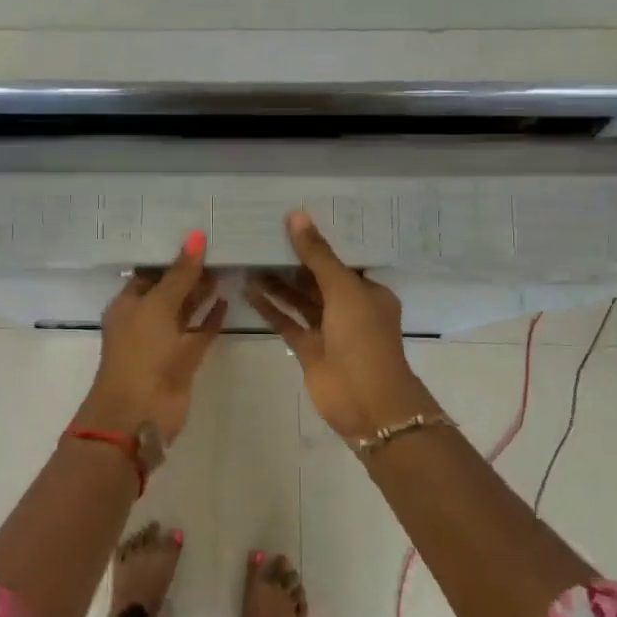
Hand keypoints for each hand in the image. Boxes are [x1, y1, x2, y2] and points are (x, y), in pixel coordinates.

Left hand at [77, 232, 226, 443]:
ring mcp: (164, 341)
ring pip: (185, 311)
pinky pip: (199, 332)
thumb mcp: (158, 306)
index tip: (197, 236)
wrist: (140, 412)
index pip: (150, 272)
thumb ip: (180, 273)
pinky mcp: (183, 359)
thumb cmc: (141, 352)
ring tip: (227, 267)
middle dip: (190, 272)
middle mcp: (144, 320)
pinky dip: (211, 318)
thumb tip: (197, 235)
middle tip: (219, 247)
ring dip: (202, 293)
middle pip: (169, 289)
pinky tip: (227, 299)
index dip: (170, 256)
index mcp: (128, 304)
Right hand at [245, 211, 436, 443]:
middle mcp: (349, 308)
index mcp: (368, 291)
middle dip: (293, 261)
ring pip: (299, 299)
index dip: (317, 242)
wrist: (366, 401)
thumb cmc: (363, 338)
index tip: (290, 221)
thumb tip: (296, 216)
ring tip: (250, 260)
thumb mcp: (343, 289)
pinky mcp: (308, 349)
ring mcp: (328, 330)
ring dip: (277, 283)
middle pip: (317, 278)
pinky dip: (270, 308)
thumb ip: (318, 255)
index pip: (340, 260)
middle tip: (262, 237)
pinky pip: (287, 322)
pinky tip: (248, 290)